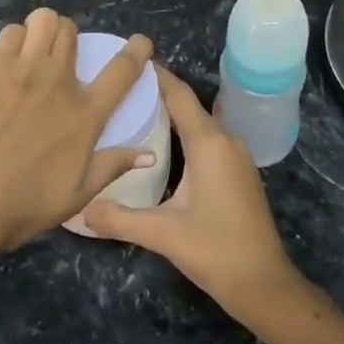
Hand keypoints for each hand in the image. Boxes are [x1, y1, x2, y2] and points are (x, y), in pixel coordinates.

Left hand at [0, 8, 154, 261]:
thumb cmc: (22, 206)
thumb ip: (111, 167)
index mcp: (84, 115)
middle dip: (70, 37)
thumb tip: (148, 154)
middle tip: (59, 56)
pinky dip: (14, 40)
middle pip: (72, 31)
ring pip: (44, 20)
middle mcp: (59, 82)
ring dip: (44, 29)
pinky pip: (10, 33)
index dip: (137, 51)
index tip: (140, 43)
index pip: (122, 70)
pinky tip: (7, 60)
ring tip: (34, 48)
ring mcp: (24, 70)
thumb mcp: (76, 195)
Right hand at [83, 66, 304, 323]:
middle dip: (157, 93)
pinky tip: (164, 144)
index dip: (155, 75)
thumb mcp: (161, 234)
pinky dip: (186, 131)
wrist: (263, 283)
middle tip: (121, 89)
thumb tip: (79, 209)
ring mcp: (237, 154)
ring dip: (172, 114)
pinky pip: (209, 137)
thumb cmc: (215, 250)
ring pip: (200, 121)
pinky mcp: (240, 170)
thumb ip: (118, 218)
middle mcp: (225, 139)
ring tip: (136, 111)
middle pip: (188, 104)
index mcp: (208, 142)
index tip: (129, 61)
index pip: (179, 95)